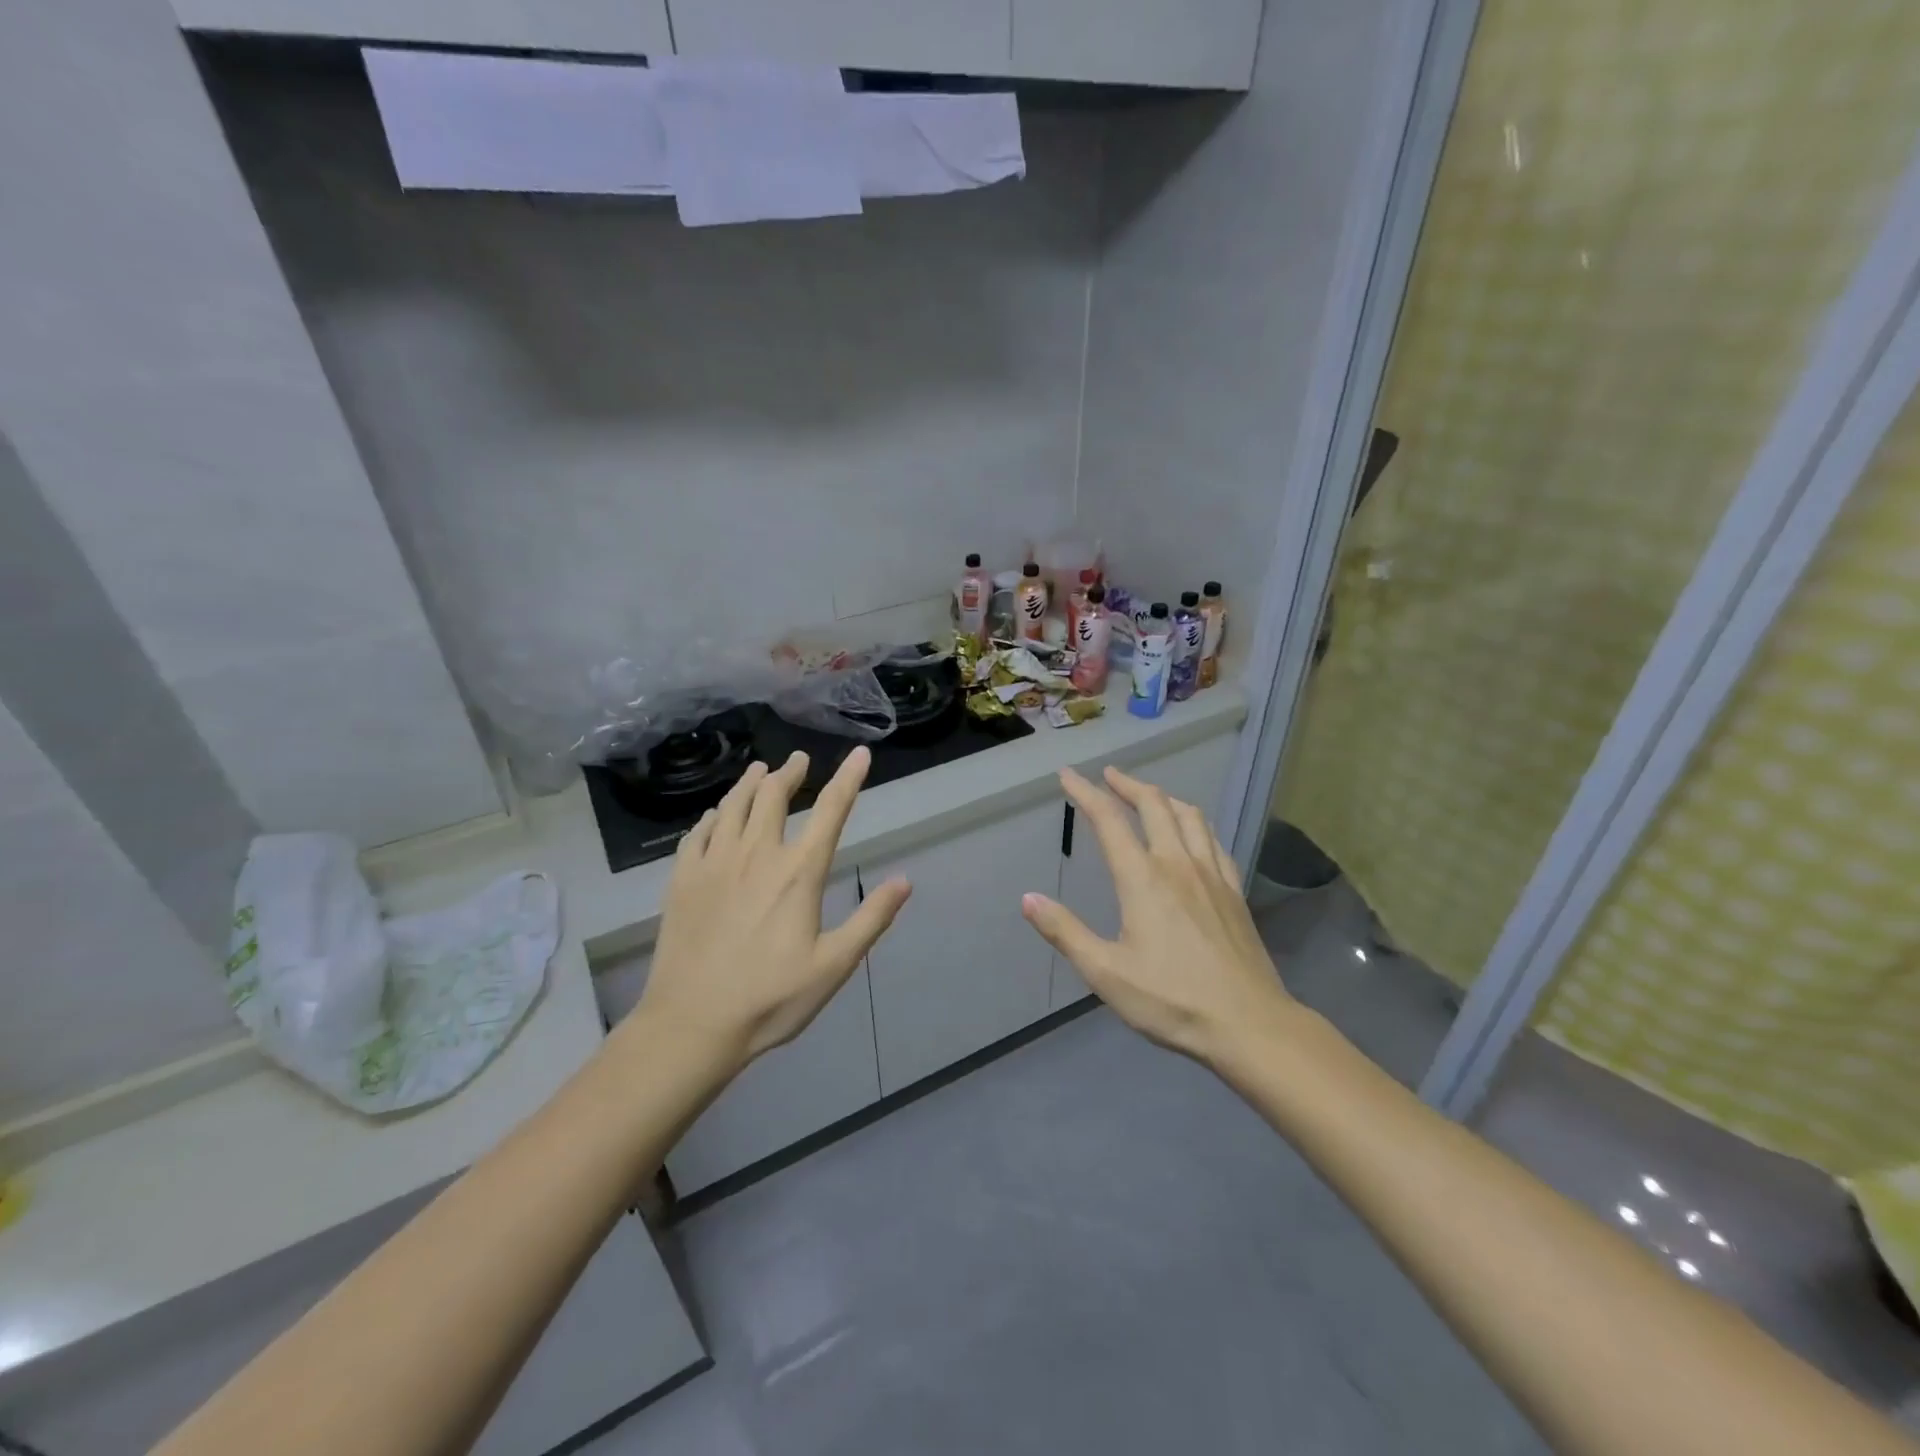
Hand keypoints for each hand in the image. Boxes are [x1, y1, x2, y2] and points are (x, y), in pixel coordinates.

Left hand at [638, 747, 911, 1068]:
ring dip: (750, 782)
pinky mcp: (682, 879)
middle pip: (773, 795)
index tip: (859, 754)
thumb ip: (871, 919)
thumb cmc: (771, 999)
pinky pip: (699, 831)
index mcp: (797, 873)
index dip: (848, 778)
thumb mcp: (834, 966)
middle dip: (790, 773)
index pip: (831, 811)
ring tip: (761, 771)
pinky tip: (717, 814)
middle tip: (799, 761)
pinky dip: (714, 814)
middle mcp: (756, 855)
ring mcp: (714, 863)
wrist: (692, 1024)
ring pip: (733, 804)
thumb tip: (905, 881)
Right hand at [1021, 765, 1293, 1065]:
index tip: (1068, 775)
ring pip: (1188, 815)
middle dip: (1127, 784)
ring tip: (1147, 795)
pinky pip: (1213, 839)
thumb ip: (1065, 932)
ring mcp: (1212, 874)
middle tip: (1108, 775)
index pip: (1109, 820)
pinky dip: (1194, 822)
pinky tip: (1193, 833)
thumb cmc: (1171, 1000)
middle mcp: (1178, 863)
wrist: (1249, 1024)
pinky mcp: (1235, 890)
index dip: (1085, 792)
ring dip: (1163, 797)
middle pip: (1153, 804)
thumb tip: (1028, 898)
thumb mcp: (1106, 972)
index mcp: (1143, 878)